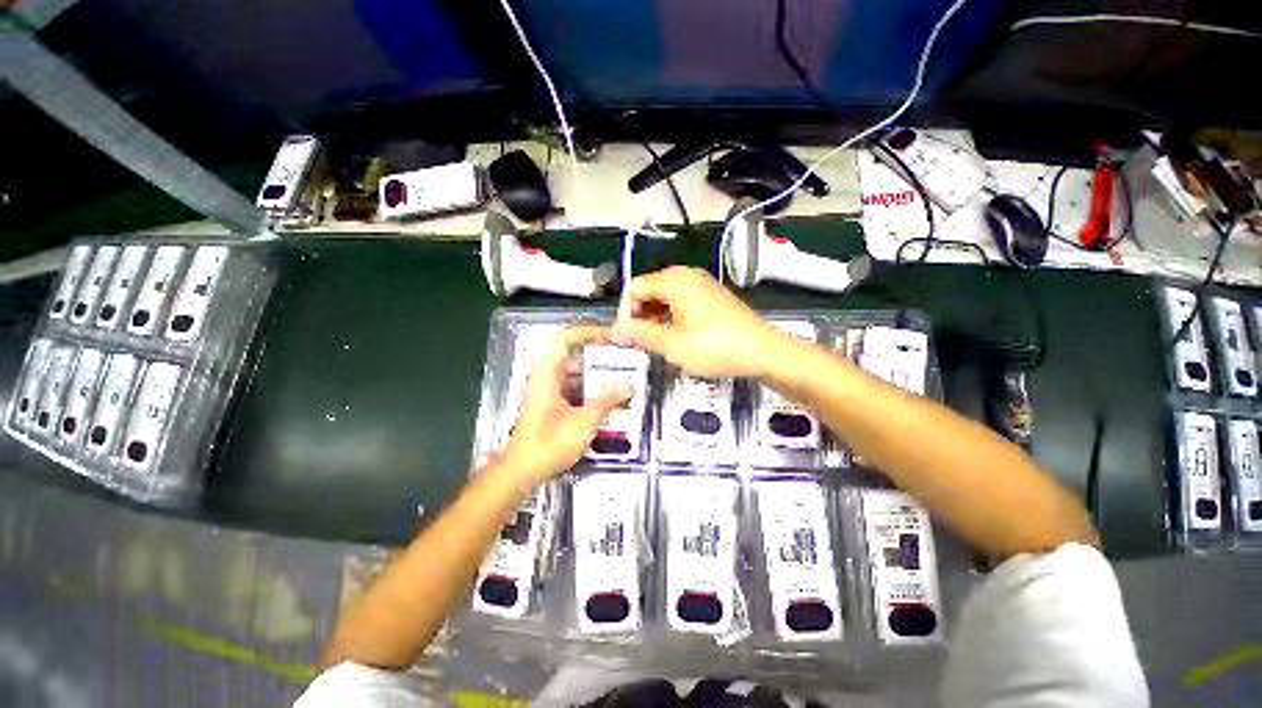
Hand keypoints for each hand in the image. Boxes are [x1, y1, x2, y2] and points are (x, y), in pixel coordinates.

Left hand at [498, 325, 632, 486]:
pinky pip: (570, 381)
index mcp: (547, 376)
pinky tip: (604, 391)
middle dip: (593, 347)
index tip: (609, 335)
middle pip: (568, 350)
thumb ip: (606, 402)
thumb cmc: (549, 445)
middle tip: (617, 350)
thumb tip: (630, 388)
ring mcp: (546, 388)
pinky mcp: (549, 400)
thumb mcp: (583, 424)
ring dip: (591, 365)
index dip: (586, 332)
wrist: (522, 470)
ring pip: (570, 366)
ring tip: (616, 368)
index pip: (564, 340)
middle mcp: (545, 377)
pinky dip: (587, 381)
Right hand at [613, 266, 786, 377]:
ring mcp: (701, 283)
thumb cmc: (714, 347)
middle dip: (640, 314)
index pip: (634, 288)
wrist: (762, 350)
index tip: (627, 337)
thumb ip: (641, 335)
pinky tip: (675, 335)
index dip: (625, 312)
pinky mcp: (711, 295)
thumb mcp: (672, 345)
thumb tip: (617, 331)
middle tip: (640, 342)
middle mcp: (686, 275)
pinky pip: (681, 299)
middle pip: (649, 289)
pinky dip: (671, 315)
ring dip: (655, 316)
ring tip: (656, 342)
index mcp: (673, 281)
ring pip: (665, 295)